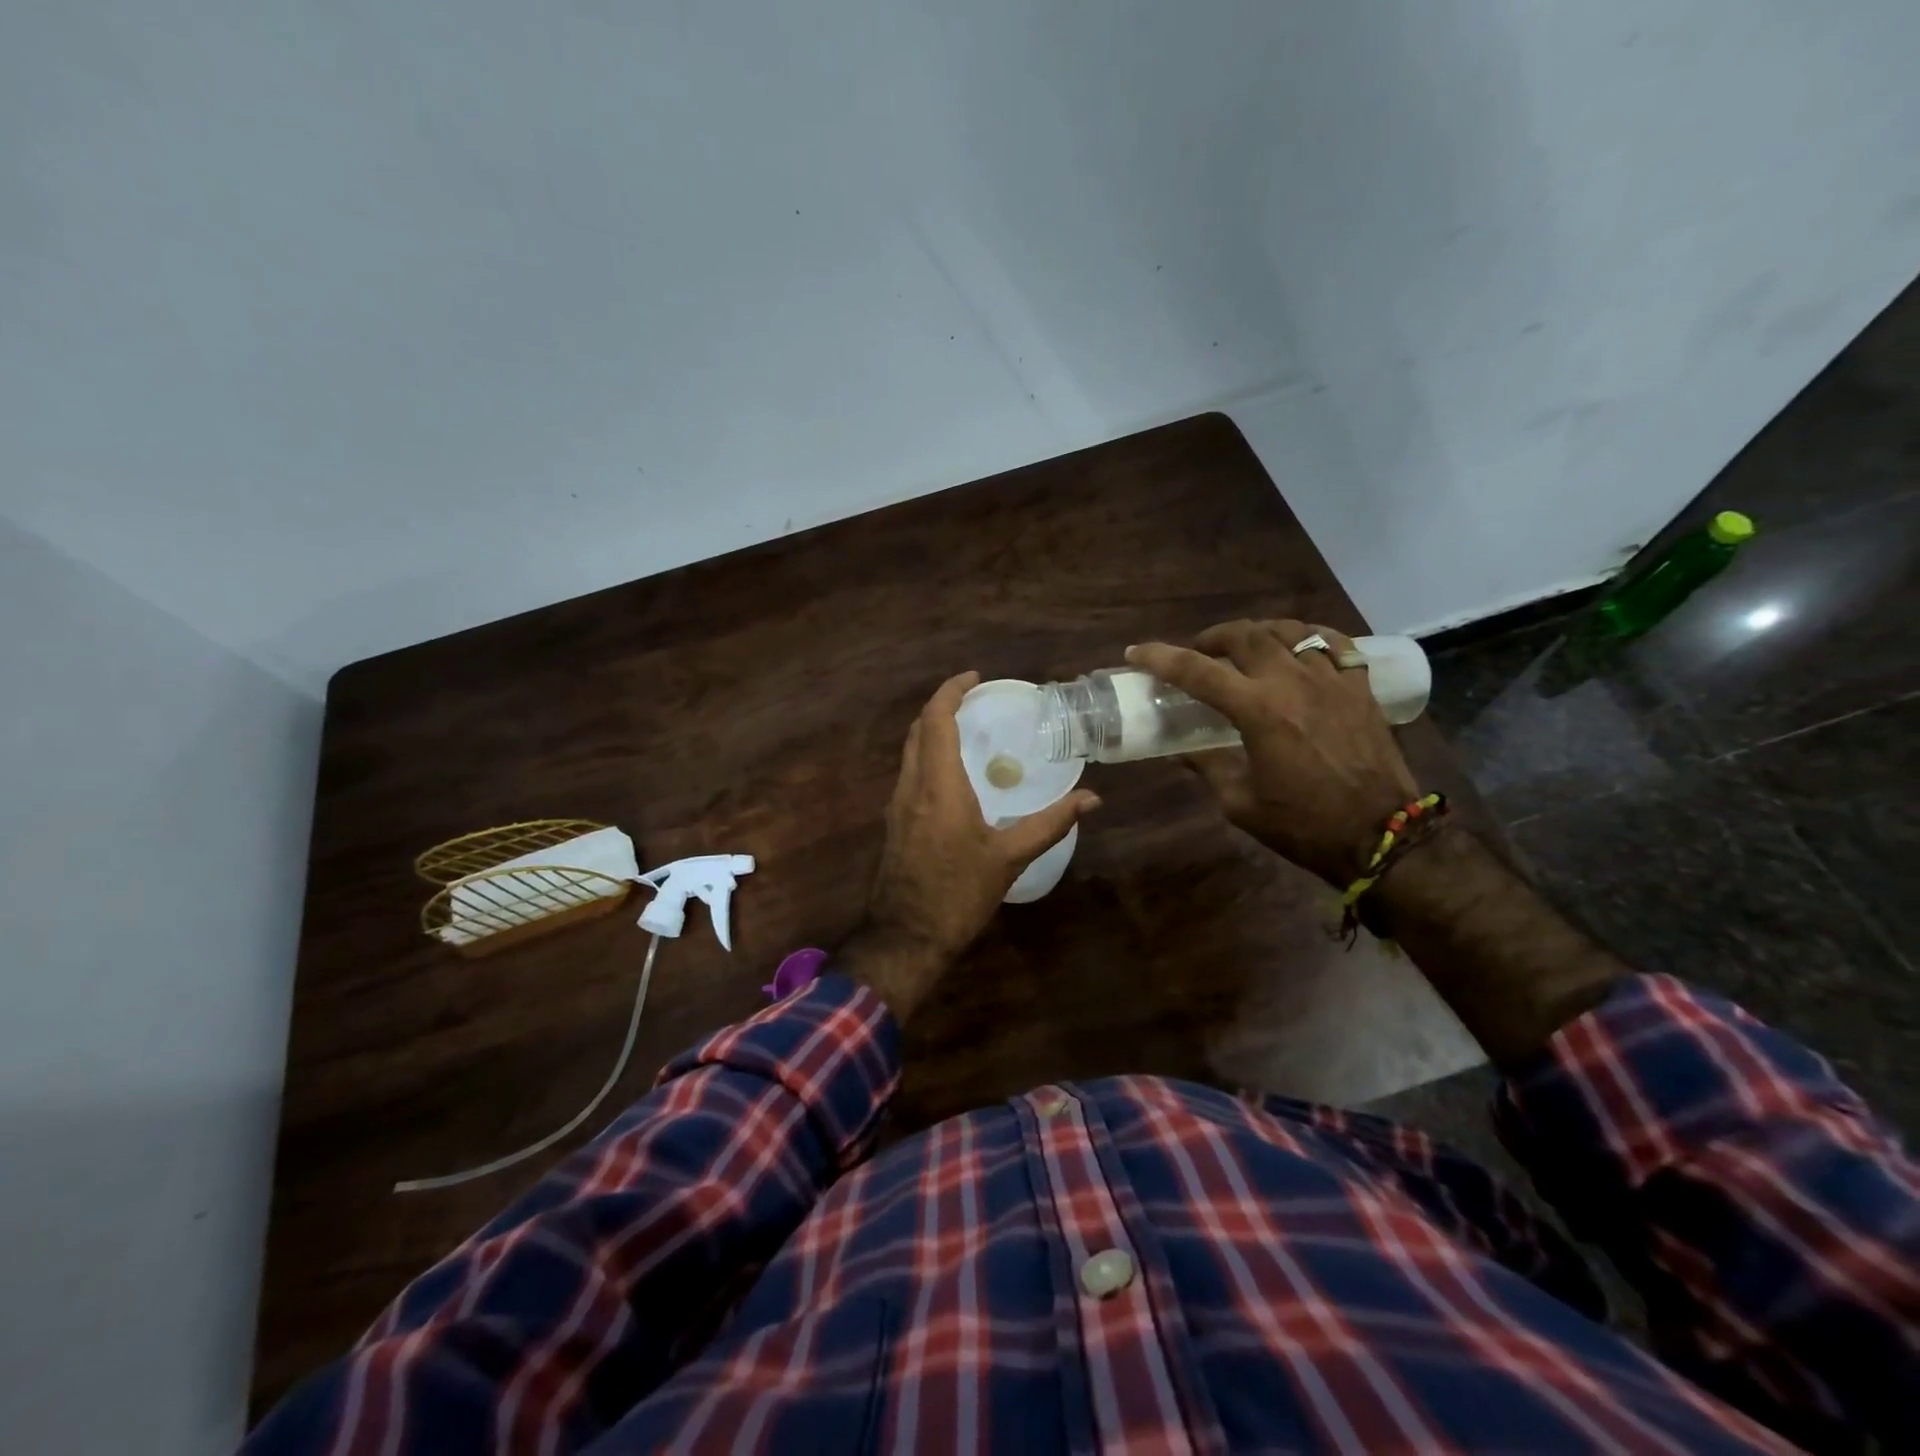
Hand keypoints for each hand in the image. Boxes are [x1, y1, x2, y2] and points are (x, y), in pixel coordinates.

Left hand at [843, 671, 1100, 1022]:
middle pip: (917, 729)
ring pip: (909, 751)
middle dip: (942, 706)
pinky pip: (909, 772)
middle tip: (975, 700)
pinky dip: (928, 755)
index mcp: (938, 786)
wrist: (906, 937)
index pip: (936, 720)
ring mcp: (897, 804)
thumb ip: (1049, 824)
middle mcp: (911, 786)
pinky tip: (953, 773)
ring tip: (967, 729)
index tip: (975, 678)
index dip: (951, 691)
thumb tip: (1091, 799)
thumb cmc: (958, 894)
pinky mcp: (894, 822)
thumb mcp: (1009, 859)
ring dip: (932, 730)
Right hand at [1127, 620, 1418, 886]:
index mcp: (1258, 711)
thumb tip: (1183, 752)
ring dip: (1259, 632)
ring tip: (1248, 646)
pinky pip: (1335, 643)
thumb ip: (1209, 768)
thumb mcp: (1240, 803)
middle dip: (1212, 637)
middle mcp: (1292, 682)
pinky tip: (1301, 648)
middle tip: (1200, 652)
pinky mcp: (1360, 687)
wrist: (1382, 835)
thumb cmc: (1304, 825)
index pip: (1197, 671)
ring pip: (1290, 631)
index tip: (1136, 652)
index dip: (1160, 658)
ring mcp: (1332, 679)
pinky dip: (1310, 638)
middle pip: (1245, 635)